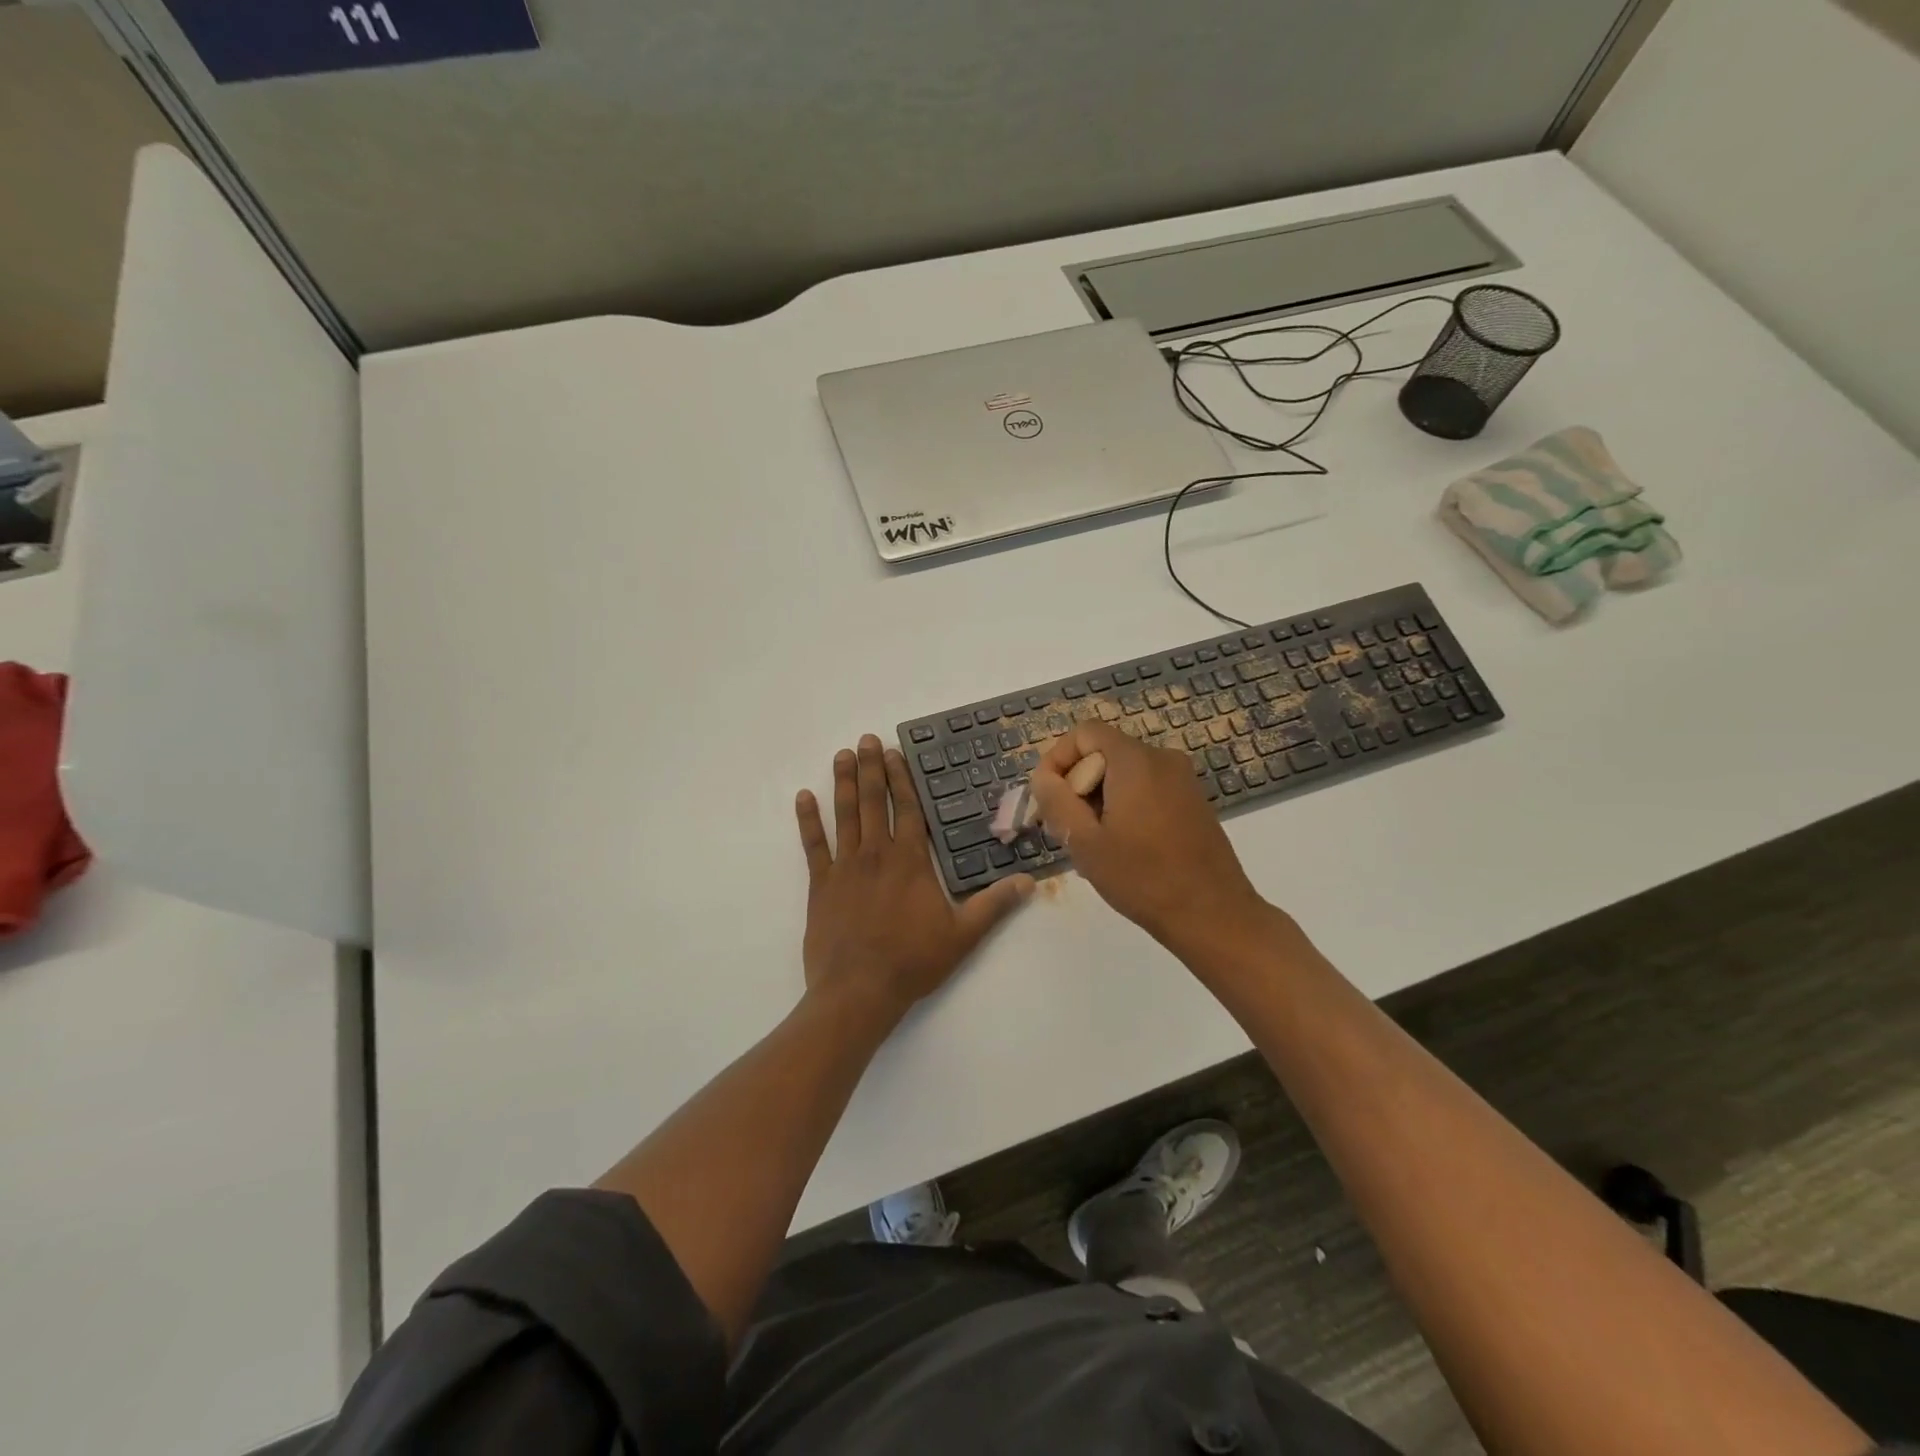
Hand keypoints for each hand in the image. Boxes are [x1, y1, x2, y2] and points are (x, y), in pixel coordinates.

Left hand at [795, 735, 1033, 1019]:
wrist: (858, 991)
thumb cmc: (912, 961)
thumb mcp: (962, 935)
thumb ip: (993, 905)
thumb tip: (1028, 882)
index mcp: (910, 861)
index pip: (907, 809)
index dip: (901, 778)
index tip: (895, 753)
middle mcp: (876, 854)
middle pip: (874, 802)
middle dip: (871, 768)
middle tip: (865, 740)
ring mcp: (845, 867)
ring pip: (844, 815)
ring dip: (844, 783)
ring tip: (842, 756)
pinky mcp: (820, 885)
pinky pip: (813, 845)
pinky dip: (807, 820)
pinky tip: (802, 797)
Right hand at [1027, 720, 1271, 953]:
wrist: (1212, 915)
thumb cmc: (1142, 877)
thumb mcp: (1084, 841)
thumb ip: (1056, 800)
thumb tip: (1043, 777)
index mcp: (1135, 761)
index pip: (1085, 733)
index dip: (1058, 758)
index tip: (1048, 798)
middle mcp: (1163, 759)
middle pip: (1104, 753)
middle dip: (1077, 784)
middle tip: (1065, 827)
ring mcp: (1183, 780)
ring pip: (1124, 773)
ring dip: (1099, 799)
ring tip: (1091, 844)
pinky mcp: (1193, 802)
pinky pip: (1146, 789)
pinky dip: (1124, 806)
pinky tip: (1120, 847)